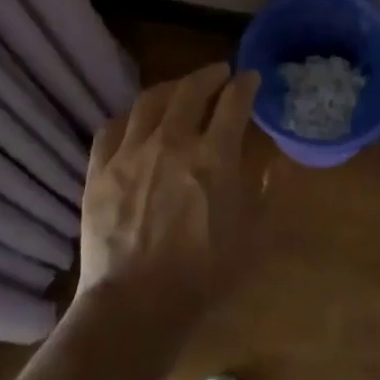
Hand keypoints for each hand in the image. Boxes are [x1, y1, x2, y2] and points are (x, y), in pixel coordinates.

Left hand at [77, 63, 265, 330]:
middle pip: (191, 89)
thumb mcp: (255, 239)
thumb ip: (270, 194)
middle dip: (210, 74)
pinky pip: (112, 126)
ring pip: (150, 100)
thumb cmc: (204, 276)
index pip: (234, 101)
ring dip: (171, 87)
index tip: (251, 78)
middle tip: (219, 73)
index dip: (245, 84)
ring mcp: (131, 152)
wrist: (135, 306)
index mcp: (214, 156)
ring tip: (181, 88)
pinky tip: (137, 119)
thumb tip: (281, 161)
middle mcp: (172, 141)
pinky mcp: (99, 169)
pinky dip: (130, 116)